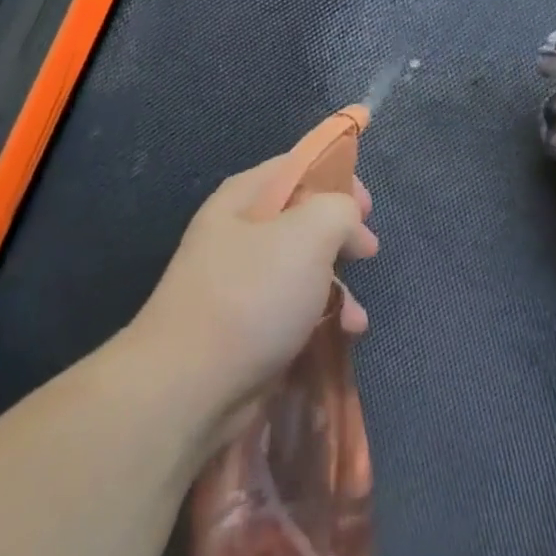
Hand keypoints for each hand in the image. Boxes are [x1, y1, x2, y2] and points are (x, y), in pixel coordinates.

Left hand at [132, 155, 377, 427]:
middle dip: (341, 236)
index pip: (295, 167)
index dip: (336, 177)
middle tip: (366, 250)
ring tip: (354, 314)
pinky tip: (341, 336)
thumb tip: (348, 223)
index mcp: (243, 199)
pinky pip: (294, 311)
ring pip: (303, 270)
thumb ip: (339, 209)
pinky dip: (322, 319)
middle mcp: (239, 235)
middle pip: (302, 220)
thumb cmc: (252, 296)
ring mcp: (241, 284)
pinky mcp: (247, 328)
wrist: (189, 387)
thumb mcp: (308, 233)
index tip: (366, 206)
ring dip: (337, 287)